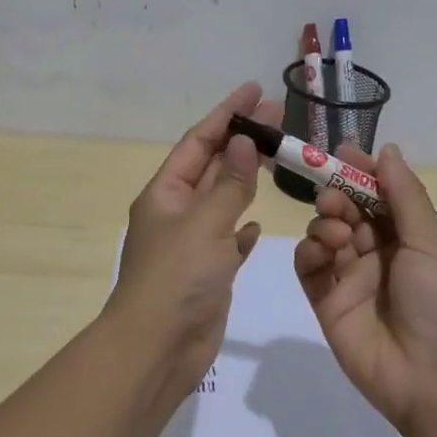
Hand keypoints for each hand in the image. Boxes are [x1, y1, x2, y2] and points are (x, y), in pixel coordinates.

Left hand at [107, 81, 279, 380]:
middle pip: (212, 165)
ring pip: (223, 200)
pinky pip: (227, 239)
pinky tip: (258, 223)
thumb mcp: (205, 222)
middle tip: (278, 115)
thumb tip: (244, 141)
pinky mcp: (208, 272)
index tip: (254, 89)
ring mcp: (192, 244)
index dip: (226, 112)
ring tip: (278, 156)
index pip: (199, 141)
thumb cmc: (177, 278)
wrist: (157, 348)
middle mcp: (176, 213)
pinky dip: (242, 227)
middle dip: (242, 140)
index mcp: (165, 193)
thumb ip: (229, 183)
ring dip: (246, 178)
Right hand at [294, 142, 436, 432]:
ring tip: (337, 233)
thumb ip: (404, 195)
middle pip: (347, 211)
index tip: (342, 152)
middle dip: (338, 196)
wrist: (434, 379)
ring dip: (325, 223)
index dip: (361, 173)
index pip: (379, 195)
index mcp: (408, 238)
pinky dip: (308, 252)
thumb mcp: (429, 242)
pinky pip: (309, 268)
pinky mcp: (327, 303)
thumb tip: (388, 149)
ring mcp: (350, 278)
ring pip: (325, 234)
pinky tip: (319, 251)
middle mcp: (378, 253)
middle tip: (334, 198)